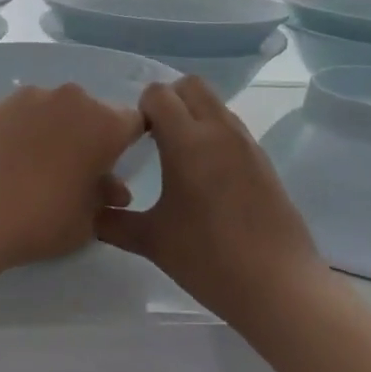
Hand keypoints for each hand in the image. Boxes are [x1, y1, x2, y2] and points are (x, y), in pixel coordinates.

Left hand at [0, 84, 142, 277]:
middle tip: (76, 172)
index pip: (134, 122)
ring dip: (55, 131)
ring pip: (55, 110)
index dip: (128, 142)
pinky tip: (7, 161)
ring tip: (36, 168)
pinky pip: (22, 115)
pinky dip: (22, 132)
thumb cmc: (39, 218)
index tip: (115, 165)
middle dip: (90, 137)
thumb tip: (113, 188)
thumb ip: (104, 198)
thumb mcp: (85, 221)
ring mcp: (30, 97)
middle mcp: (72, 99)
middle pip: (93, 112)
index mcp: (105, 124)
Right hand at [97, 77, 325, 329]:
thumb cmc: (209, 259)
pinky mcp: (264, 160)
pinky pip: (232, 128)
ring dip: (193, 115)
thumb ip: (114, 222)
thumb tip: (91, 213)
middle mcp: (219, 131)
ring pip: (215, 104)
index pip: (159, 93)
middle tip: (155, 137)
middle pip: (191, 85)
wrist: (279, 287)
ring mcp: (246, 143)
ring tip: (180, 157)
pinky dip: (214, 135)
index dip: (141, 108)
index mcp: (188, 141)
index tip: (135, 139)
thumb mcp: (153, 242)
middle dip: (169, 100)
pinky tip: (207, 177)